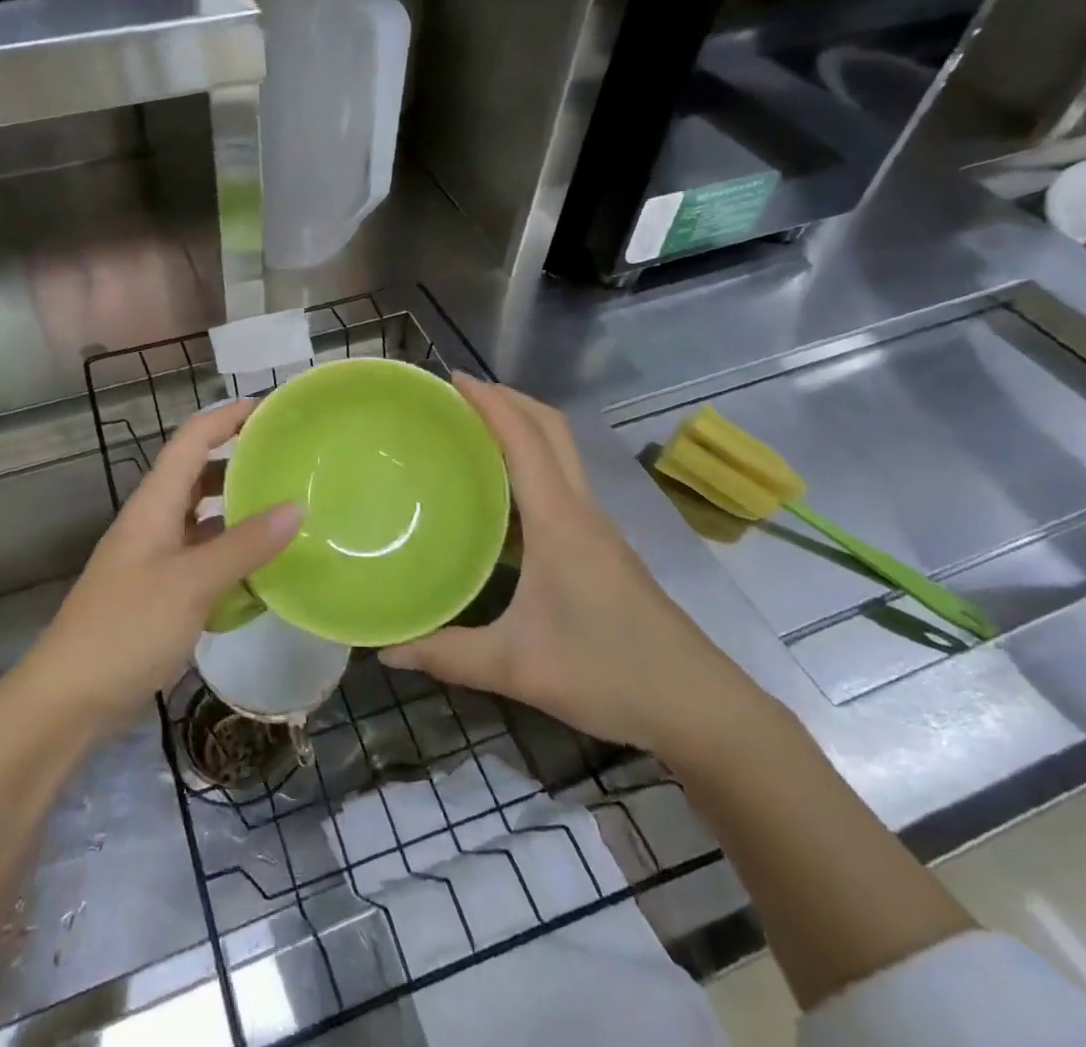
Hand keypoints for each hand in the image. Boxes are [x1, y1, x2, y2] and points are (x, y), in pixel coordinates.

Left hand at [23, 399, 303, 731]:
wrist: (68, 699)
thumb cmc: (126, 628)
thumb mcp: (192, 584)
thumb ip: (244, 546)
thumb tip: (297, 507)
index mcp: (154, 504)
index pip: (192, 439)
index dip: (227, 416)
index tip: (271, 407)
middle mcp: (154, 521)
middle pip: (198, 474)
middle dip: (239, 461)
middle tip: (289, 462)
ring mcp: (155, 558)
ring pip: (202, 518)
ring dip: (238, 511)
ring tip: (286, 511)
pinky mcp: (159, 591)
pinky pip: (202, 558)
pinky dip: (231, 555)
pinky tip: (263, 571)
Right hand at [379, 374, 770, 760]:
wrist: (700, 707)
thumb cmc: (610, 673)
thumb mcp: (518, 667)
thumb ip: (447, 655)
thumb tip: (386, 650)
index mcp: (560, 521)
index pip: (524, 439)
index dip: (490, 401)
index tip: (452, 378)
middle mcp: (581, 511)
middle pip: (551, 429)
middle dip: (509, 400)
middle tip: (460, 396)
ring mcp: (597, 528)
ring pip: (561, 454)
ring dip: (522, 428)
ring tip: (472, 433)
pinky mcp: (602, 548)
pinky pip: (563, 483)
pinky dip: (532, 464)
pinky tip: (502, 497)